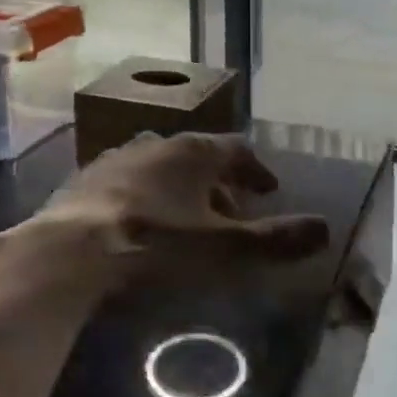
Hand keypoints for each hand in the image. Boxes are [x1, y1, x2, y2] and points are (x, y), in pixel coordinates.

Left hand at [19, 133, 330, 291]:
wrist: (71, 252)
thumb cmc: (157, 246)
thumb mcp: (225, 250)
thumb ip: (276, 240)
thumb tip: (326, 228)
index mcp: (193, 152)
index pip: (237, 149)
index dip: (256, 170)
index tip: (270, 191)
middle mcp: (156, 144)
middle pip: (198, 158)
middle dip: (219, 184)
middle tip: (232, 213)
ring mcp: (116, 159)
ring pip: (160, 169)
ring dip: (179, 191)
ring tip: (187, 222)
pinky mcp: (85, 181)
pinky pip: (126, 184)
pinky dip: (143, 199)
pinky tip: (138, 226)